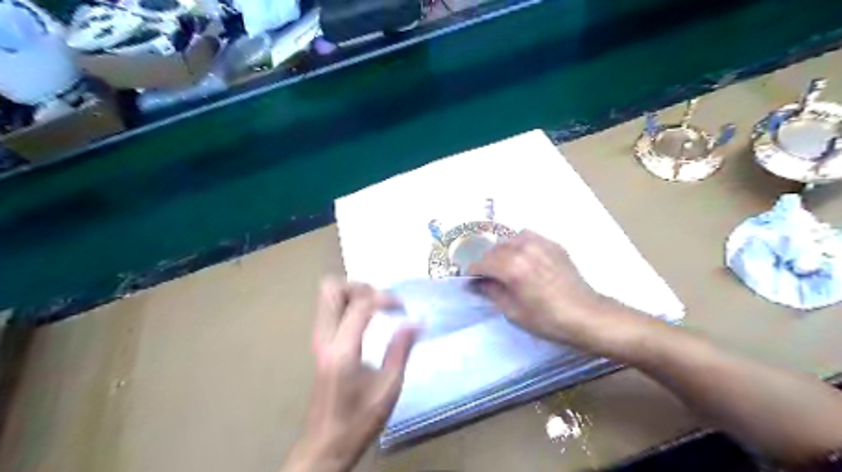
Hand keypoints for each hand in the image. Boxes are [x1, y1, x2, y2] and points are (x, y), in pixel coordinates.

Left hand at [284, 280, 418, 471]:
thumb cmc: (359, 420)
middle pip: (331, 289)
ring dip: (353, 293)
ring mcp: (318, 340)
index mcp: (342, 349)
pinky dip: (348, 303)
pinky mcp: (319, 344)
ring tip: (377, 307)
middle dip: (360, 286)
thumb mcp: (388, 388)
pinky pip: (330, 309)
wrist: (325, 445)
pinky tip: (367, 319)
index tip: (403, 309)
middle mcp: (324, 338)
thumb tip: (416, 321)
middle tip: (382, 300)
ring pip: (327, 296)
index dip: (385, 298)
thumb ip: (401, 349)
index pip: (361, 304)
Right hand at [471, 229, 646, 357]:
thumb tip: (477, 283)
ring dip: (503, 251)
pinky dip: (520, 245)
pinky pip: (529, 237)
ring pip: (510, 240)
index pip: (482, 263)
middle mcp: (523, 249)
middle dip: (487, 263)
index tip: (471, 282)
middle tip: (488, 278)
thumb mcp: (513, 312)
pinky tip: (525, 259)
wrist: (587, 315)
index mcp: (511, 267)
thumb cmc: (547, 319)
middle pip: (494, 249)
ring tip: (506, 266)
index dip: (473, 273)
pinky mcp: (553, 245)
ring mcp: (540, 243)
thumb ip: (491, 292)